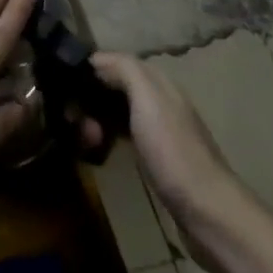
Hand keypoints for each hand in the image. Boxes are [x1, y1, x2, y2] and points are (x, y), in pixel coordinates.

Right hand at [82, 53, 255, 269]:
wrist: (209, 213)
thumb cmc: (174, 152)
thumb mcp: (148, 100)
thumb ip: (126, 70)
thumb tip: (97, 59)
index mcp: (160, 84)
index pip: (117, 62)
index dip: (90, 69)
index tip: (63, 84)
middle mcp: (161, 103)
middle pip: (116, 87)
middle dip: (91, 98)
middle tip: (73, 120)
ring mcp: (161, 133)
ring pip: (119, 113)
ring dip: (97, 120)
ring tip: (83, 139)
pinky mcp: (159, 161)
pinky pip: (125, 137)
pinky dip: (109, 138)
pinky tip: (98, 151)